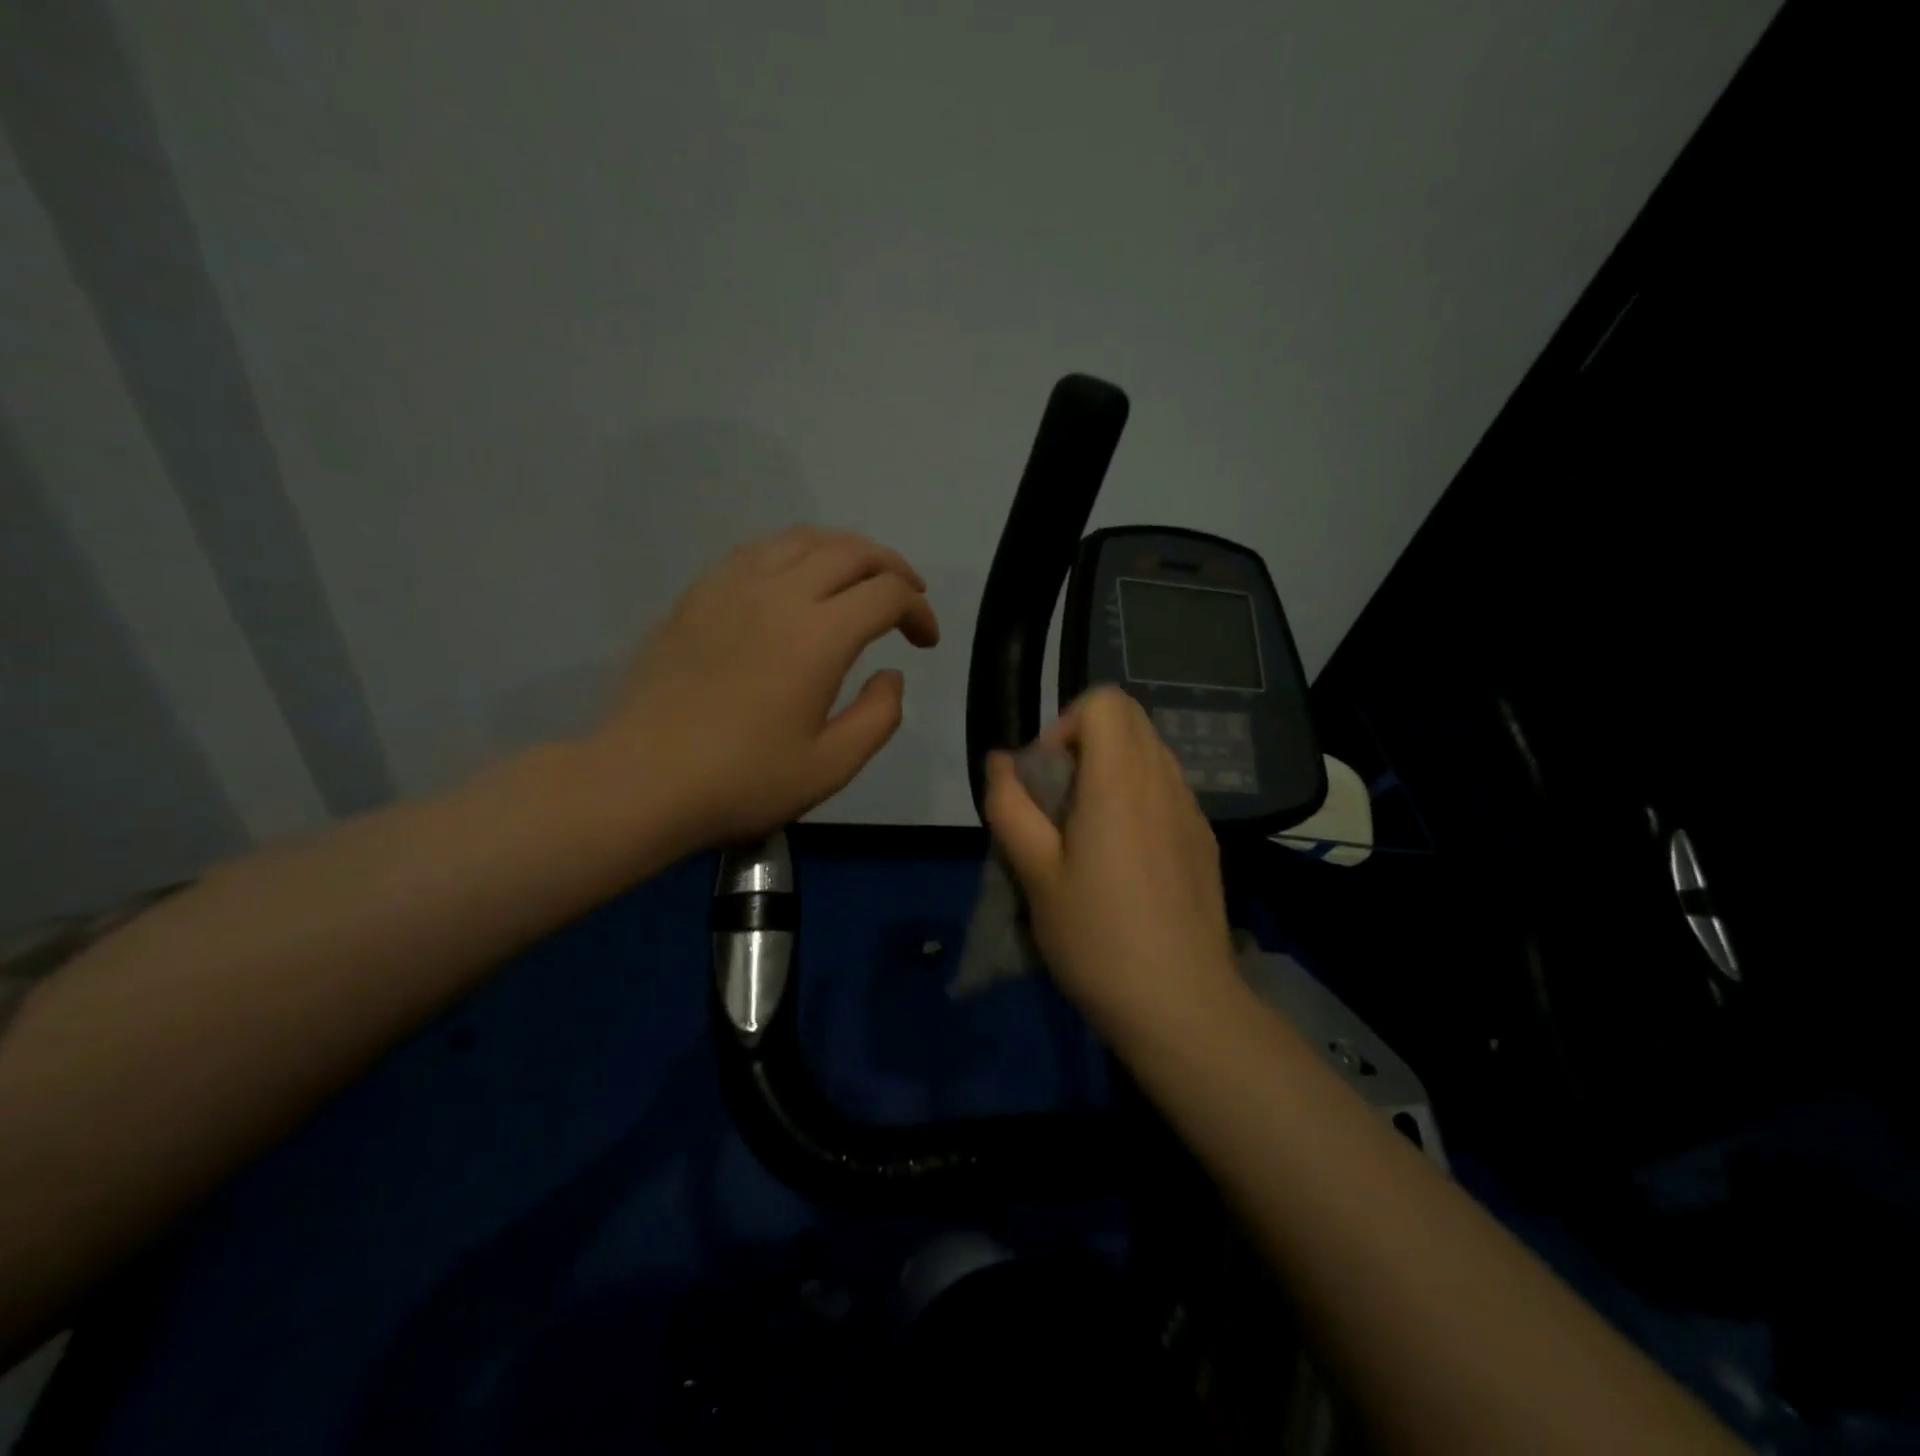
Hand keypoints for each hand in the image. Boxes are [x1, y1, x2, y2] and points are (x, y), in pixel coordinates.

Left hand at [594, 527, 938, 849]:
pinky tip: (796, 583)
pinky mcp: (698, 594)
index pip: (887, 594)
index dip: (919, 610)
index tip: (925, 642)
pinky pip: (759, 550)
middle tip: (907, 597)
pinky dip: (795, 554)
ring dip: (845, 552)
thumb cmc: (741, 781)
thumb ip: (879, 717)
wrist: (639, 780)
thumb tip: (891, 674)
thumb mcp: (830, 767)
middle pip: (851, 551)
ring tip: (858, 581)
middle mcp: (779, 594)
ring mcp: (731, 587)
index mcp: (818, 636)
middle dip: (892, 567)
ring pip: (803, 539)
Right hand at [984, 687, 1241, 1040]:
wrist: (1182, 1004)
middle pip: (1130, 721)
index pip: (1105, 702)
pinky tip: (1124, 862)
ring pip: (1150, 756)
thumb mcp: (1035, 873)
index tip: (1047, 777)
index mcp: (1121, 780)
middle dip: (1085, 745)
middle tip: (1059, 804)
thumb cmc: (1096, 936)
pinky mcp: (1205, 841)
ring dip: (1111, 772)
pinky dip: (1138, 800)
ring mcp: (1192, 811)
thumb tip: (1001, 761)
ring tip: (1088, 835)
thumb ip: (1011, 806)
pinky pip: (1167, 792)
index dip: (1066, 725)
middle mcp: (1164, 781)